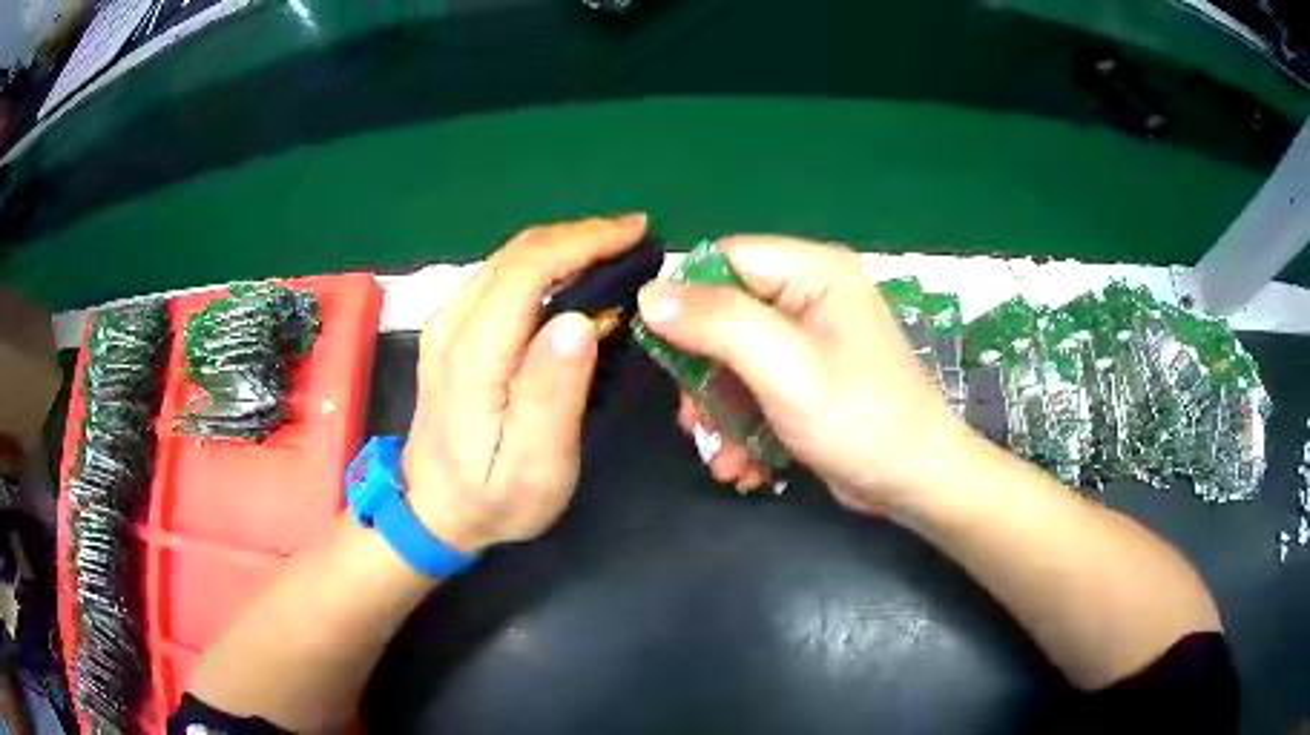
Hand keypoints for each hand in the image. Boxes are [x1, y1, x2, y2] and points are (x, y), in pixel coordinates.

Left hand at [402, 215, 647, 552]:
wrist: (431, 511)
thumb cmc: (492, 498)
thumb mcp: (534, 467)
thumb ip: (552, 395)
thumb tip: (579, 322)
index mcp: (473, 355)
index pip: (527, 270)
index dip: (584, 241)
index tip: (636, 233)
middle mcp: (452, 325)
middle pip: (516, 254)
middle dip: (580, 235)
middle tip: (635, 238)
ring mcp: (446, 324)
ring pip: (507, 259)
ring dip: (563, 245)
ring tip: (613, 250)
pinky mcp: (449, 331)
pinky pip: (499, 276)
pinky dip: (542, 263)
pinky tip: (571, 274)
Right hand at [637, 235, 969, 514]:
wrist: (914, 482)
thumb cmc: (859, 418)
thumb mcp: (785, 368)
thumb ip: (718, 324)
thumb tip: (648, 295)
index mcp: (814, 271)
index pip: (726, 260)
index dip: (687, 301)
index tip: (664, 353)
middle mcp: (810, 297)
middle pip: (725, 316)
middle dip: (704, 377)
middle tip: (692, 421)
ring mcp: (809, 342)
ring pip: (734, 362)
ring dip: (720, 414)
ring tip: (722, 458)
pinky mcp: (808, 381)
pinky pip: (756, 390)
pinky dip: (744, 428)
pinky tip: (744, 467)